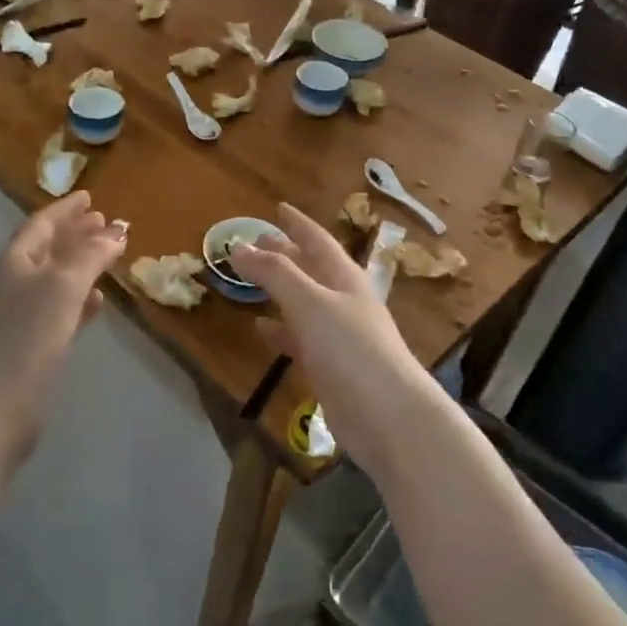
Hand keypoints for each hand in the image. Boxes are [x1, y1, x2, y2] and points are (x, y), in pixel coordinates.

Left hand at [0, 191, 127, 477]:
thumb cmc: (25, 337)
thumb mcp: (63, 286)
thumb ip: (90, 255)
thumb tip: (117, 230)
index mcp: (14, 260)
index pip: (42, 223)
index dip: (67, 209)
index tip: (91, 197)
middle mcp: (11, 282)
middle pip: (47, 249)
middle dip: (76, 234)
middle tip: (105, 223)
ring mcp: (16, 315)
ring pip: (53, 279)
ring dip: (80, 266)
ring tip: (108, 259)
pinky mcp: (26, 346)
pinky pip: (57, 310)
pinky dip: (77, 300)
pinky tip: (96, 303)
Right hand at [230, 203, 435, 477]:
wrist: (388, 417)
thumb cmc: (351, 348)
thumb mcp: (310, 302)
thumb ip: (275, 273)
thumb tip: (238, 246)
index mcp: (345, 278)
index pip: (318, 240)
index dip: (298, 224)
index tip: (279, 208)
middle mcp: (344, 301)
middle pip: (311, 269)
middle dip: (286, 253)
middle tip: (258, 240)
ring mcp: (338, 335)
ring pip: (303, 302)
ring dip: (280, 289)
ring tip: (252, 279)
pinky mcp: (330, 367)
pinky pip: (299, 338)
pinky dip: (280, 329)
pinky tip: (261, 327)